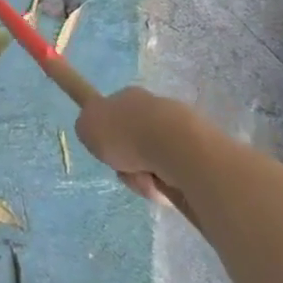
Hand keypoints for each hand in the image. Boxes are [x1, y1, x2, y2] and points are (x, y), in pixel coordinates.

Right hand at [76, 86, 196, 218]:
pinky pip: (172, 174)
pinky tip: (165, 185)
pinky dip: (165, 184)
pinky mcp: (196, 151)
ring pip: (151, 162)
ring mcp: (178, 128)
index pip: (112, 114)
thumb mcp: (87, 126)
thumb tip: (101, 136)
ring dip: (143, 177)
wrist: (173, 145)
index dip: (108, 133)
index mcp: (128, 97)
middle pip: (132, 143)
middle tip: (123, 170)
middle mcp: (153, 108)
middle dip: (126, 162)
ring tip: (146, 180)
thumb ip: (87, 127)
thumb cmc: (125, 133)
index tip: (110, 147)